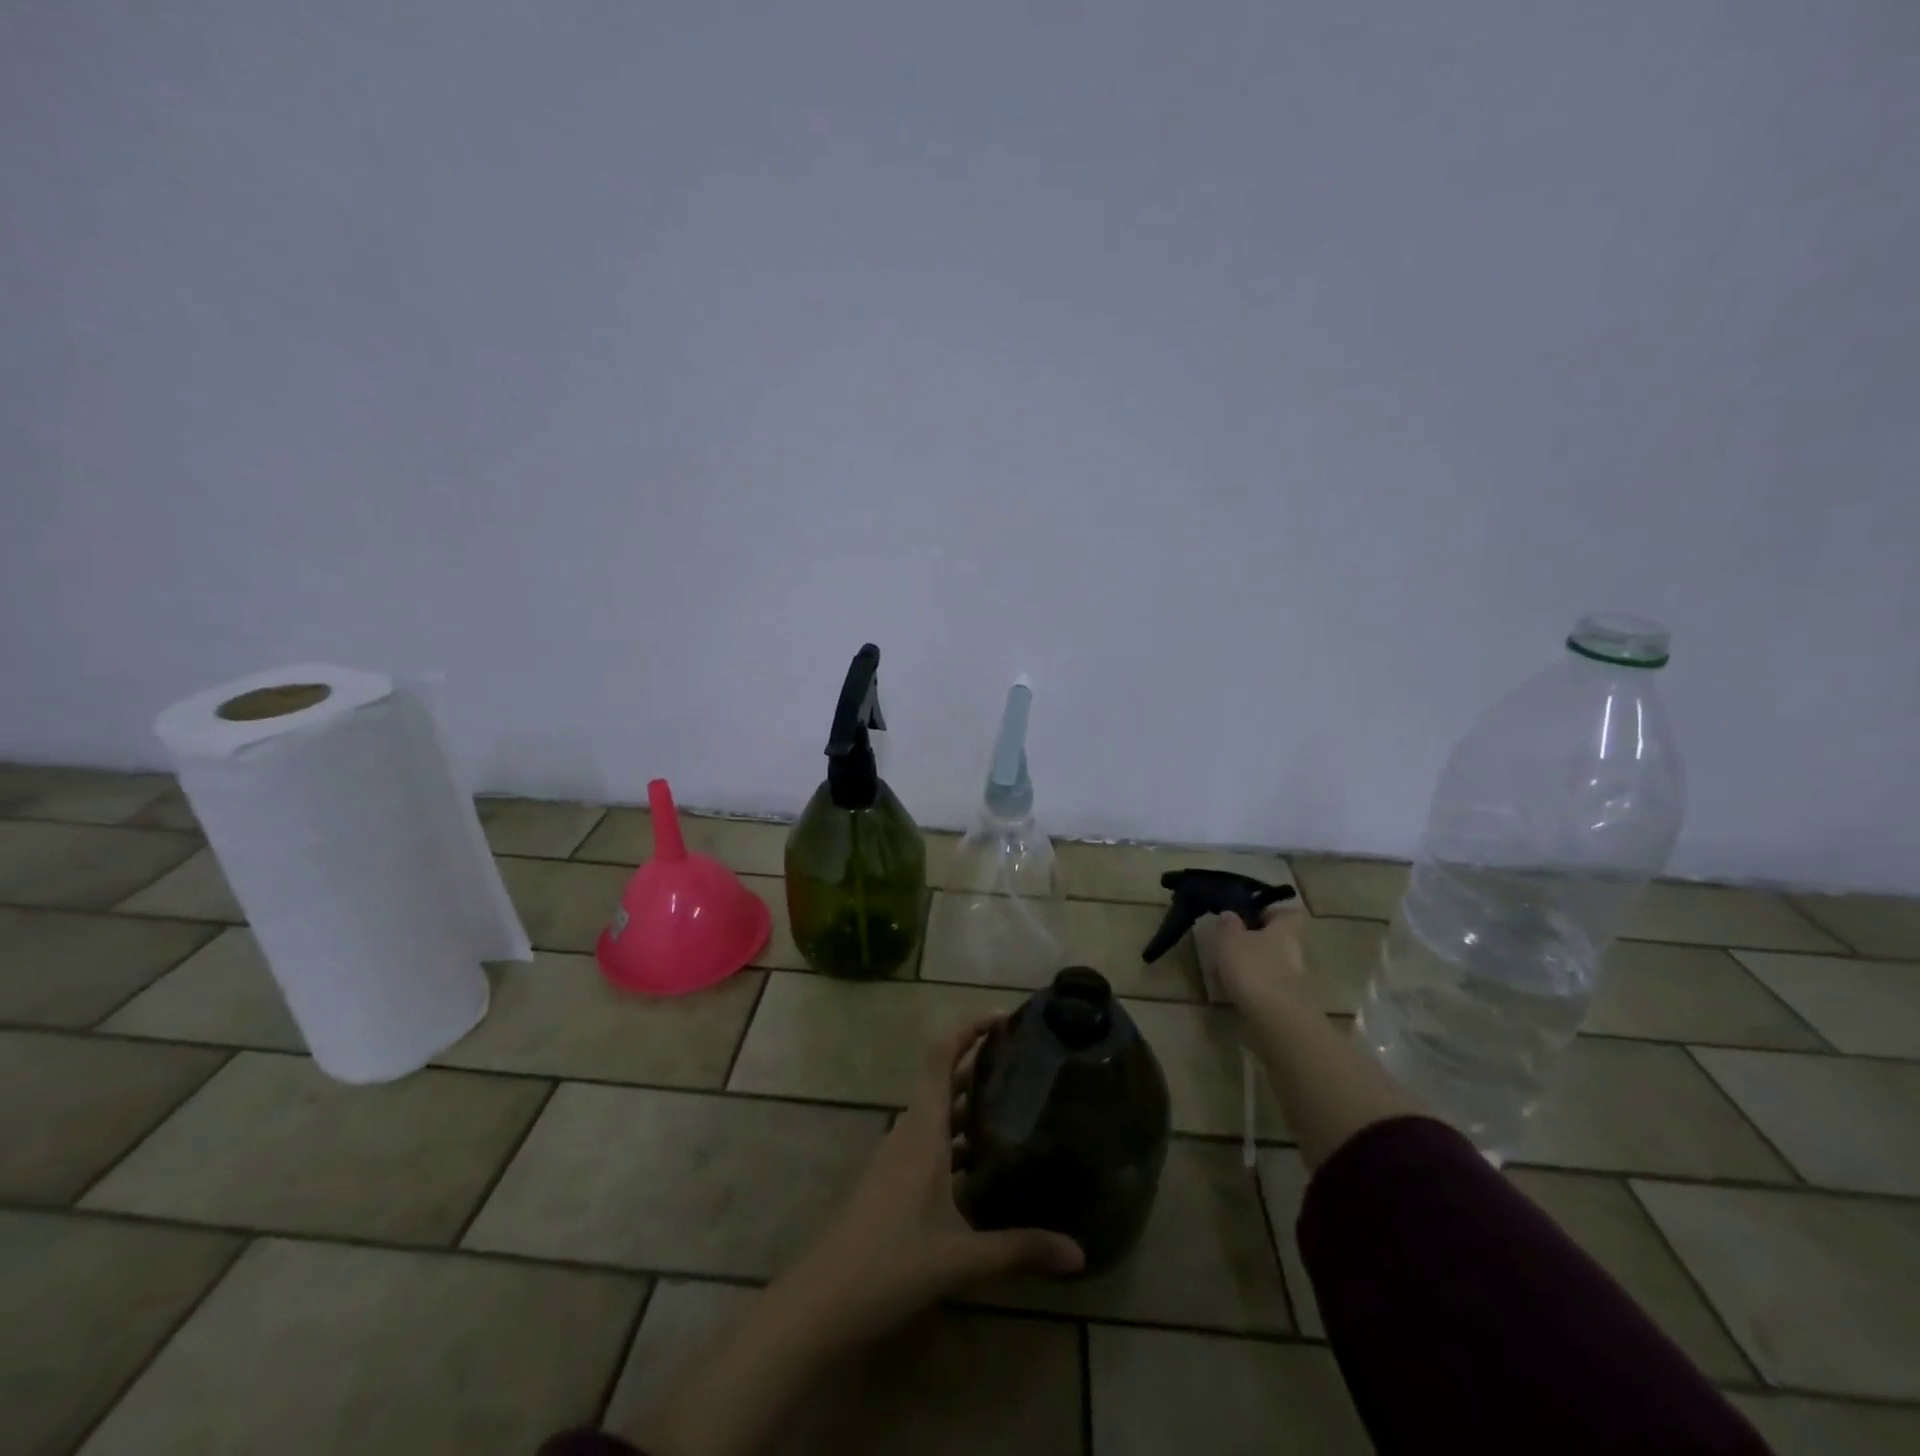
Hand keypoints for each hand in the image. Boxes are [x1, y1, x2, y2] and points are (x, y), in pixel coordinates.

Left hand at [780, 1014, 1084, 1347]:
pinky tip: (986, 1162)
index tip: (1005, 1018)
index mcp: (923, 1129)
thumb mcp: (961, 1257)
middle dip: (981, 1062)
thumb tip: (1080, 1253)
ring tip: (1017, 1104)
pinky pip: (931, 1139)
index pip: (941, 1054)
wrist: (822, 1301)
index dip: (969, 1027)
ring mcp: (898, 1155)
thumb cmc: (890, 1263)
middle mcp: (910, 1130)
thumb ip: (1019, 1250)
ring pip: (938, 1111)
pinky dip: (959, 1135)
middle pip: (944, 1078)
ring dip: (971, 1100)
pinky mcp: (893, 1179)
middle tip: (1026, 1060)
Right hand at [1210, 902, 1311, 1012]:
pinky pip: (1270, 984)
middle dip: (1259, 939)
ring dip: (1255, 963)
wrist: (1278, 1020)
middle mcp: (1295, 950)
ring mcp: (1295, 978)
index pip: (1290, 912)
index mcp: (1285, 929)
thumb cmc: (1254, 969)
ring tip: (1228, 968)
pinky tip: (1236, 989)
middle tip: (1232, 941)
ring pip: (1274, 962)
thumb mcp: (1230, 940)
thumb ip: (1228, 925)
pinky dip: (1255, 984)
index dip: (1273, 911)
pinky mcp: (1290, 1001)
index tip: (1251, 913)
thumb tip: (1230, 914)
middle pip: (1280, 938)